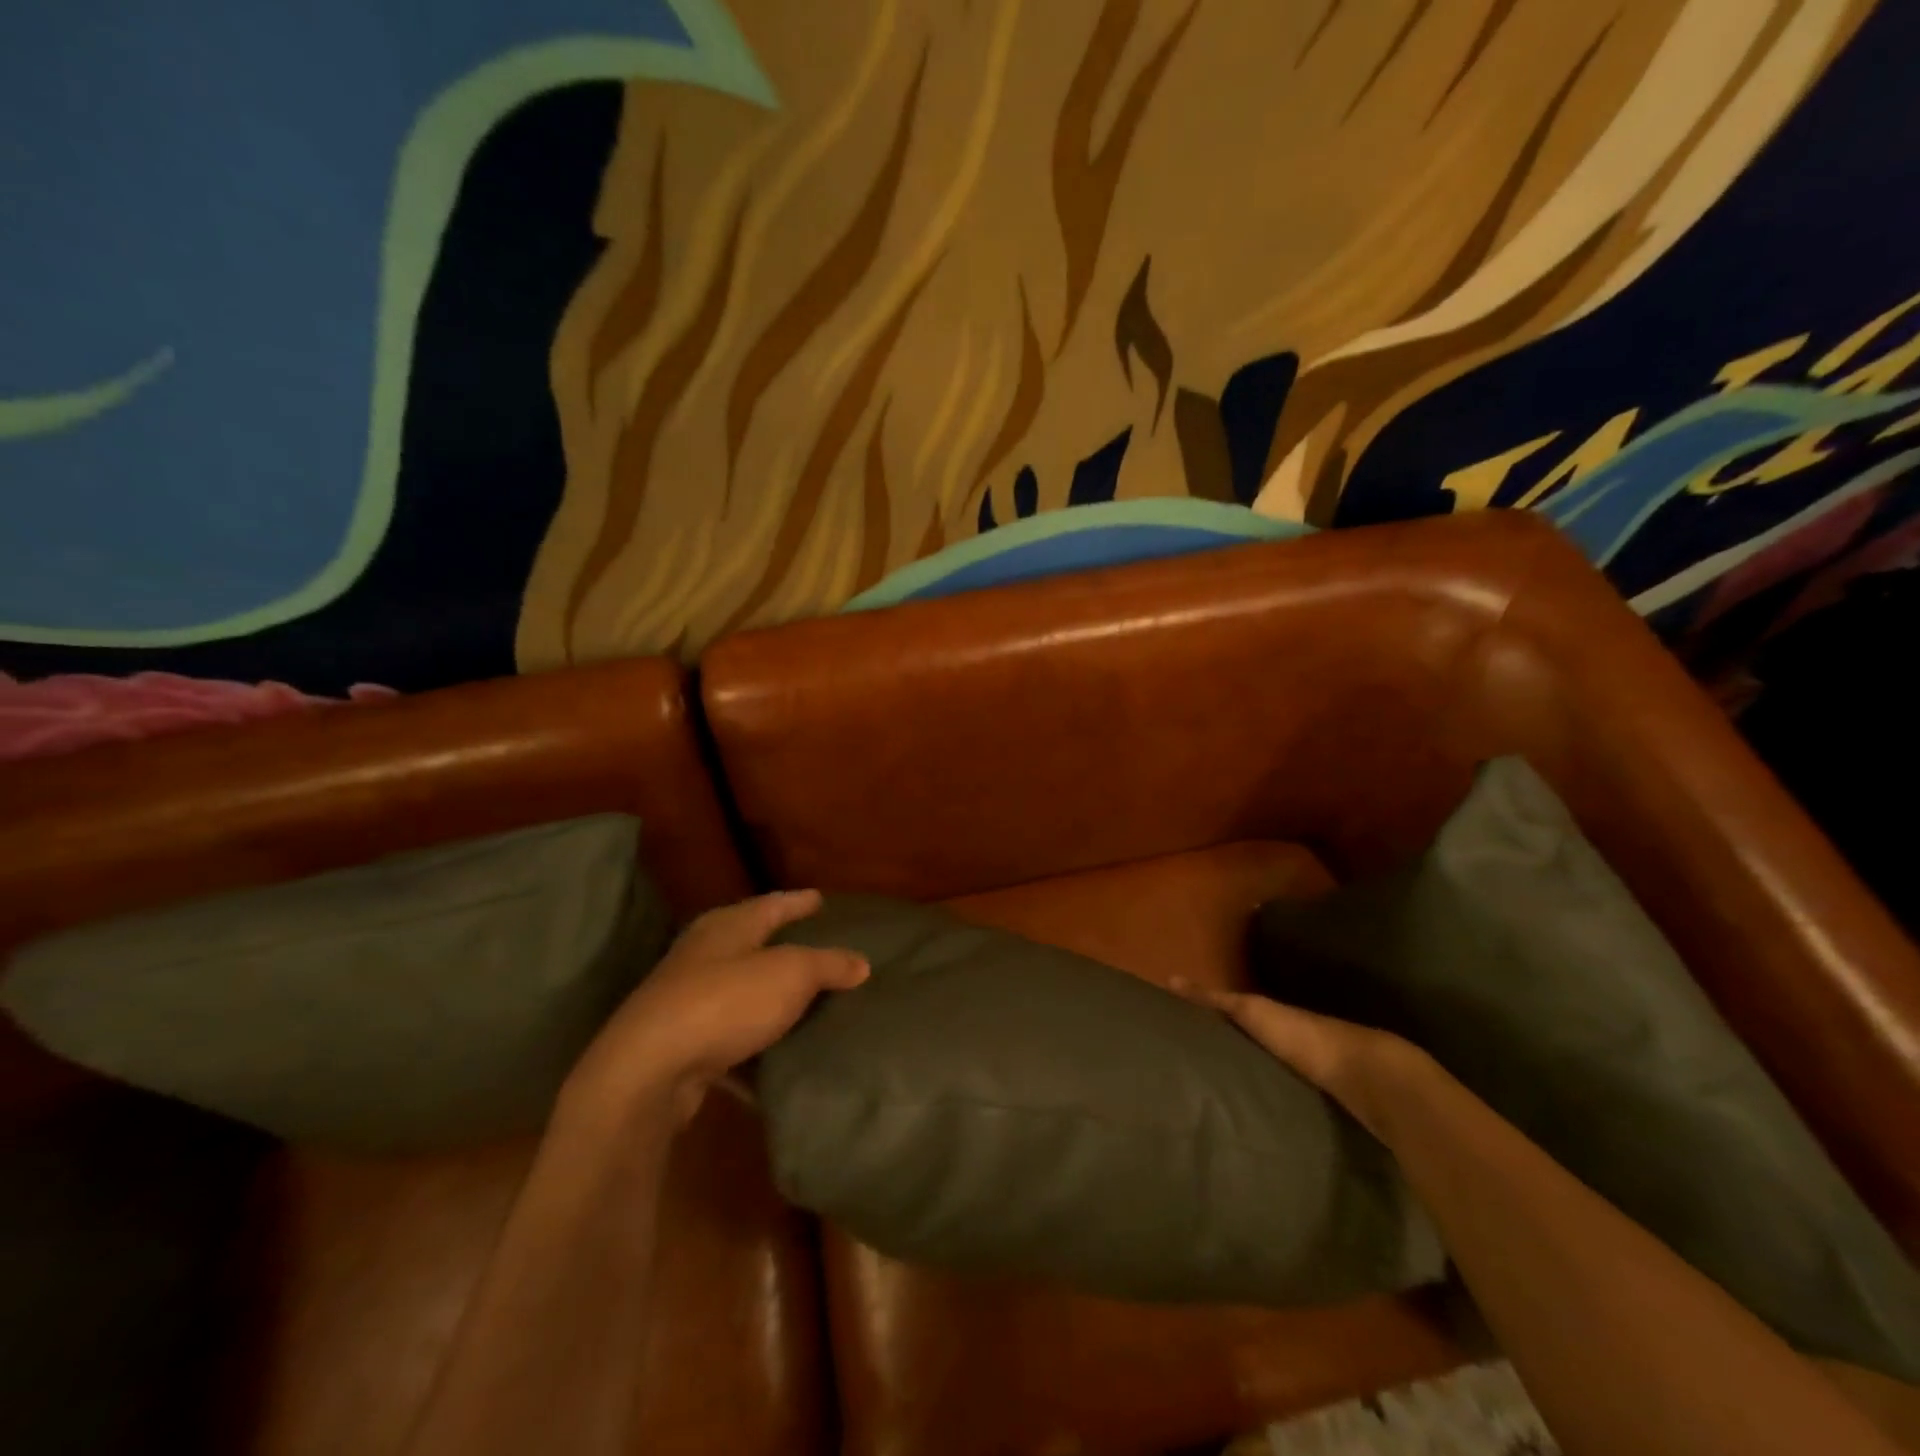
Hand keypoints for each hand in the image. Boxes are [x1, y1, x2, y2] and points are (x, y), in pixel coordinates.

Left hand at [567, 890, 868, 1124]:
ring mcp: (687, 999)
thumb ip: (828, 965)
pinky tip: (776, 1056)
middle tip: (814, 943)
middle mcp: (704, 954)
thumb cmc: (725, 1002)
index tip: (820, 898)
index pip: (773, 904)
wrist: (648, 1070)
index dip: (799, 902)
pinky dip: (753, 1042)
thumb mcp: (790, 974)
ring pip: (739, 990)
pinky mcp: (681, 1043)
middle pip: (750, 941)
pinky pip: (730, 1037)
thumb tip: (860, 962)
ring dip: (767, 995)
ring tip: (803, 1000)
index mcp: (728, 926)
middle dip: (781, 943)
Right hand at [1168, 976, 1427, 1137]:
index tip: (1182, 1039)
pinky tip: (1254, 1126)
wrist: (1369, 1078)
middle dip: (1231, 1059)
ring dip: (1253, 1087)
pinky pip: (1288, 1105)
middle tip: (1191, 1078)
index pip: (1236, 1019)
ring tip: (1216, 1106)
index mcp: (1273, 1021)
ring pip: (1273, 1079)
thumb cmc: (1304, 1037)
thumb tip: (1171, 978)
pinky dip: (1272, 1109)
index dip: (1212, 1027)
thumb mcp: (1252, 1012)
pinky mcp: (1323, 1109)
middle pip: (1256, 1051)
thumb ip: (1214, 1000)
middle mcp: (1291, 1046)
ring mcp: (1311, 1079)